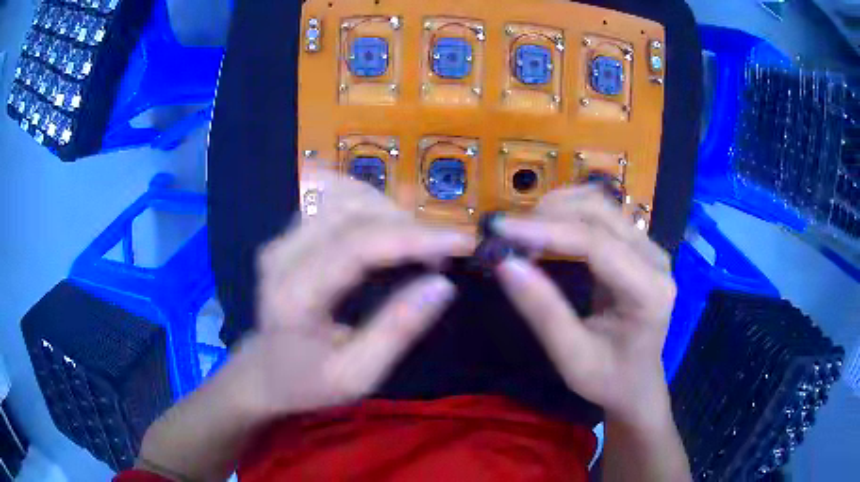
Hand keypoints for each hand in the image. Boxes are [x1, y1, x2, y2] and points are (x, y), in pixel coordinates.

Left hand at [244, 172, 474, 415]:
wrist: (263, 371)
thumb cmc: (308, 382)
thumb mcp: (357, 376)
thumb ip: (397, 331)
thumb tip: (443, 285)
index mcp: (295, 296)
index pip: (357, 246)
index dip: (414, 237)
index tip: (462, 241)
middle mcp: (282, 254)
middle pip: (352, 211)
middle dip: (409, 224)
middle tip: (442, 254)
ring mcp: (281, 237)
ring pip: (344, 195)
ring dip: (390, 211)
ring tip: (418, 245)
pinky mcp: (287, 231)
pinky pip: (333, 198)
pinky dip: (370, 205)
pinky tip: (388, 229)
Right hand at [492, 185, 675, 425]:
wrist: (636, 383)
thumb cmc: (607, 379)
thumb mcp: (571, 358)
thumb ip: (543, 311)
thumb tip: (505, 262)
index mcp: (649, 292)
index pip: (597, 244)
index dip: (547, 231)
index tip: (500, 229)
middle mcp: (655, 260)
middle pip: (600, 213)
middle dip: (549, 215)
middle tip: (508, 235)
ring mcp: (650, 248)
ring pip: (600, 205)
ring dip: (557, 210)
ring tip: (524, 234)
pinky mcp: (639, 246)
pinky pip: (602, 215)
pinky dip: (568, 214)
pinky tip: (547, 229)